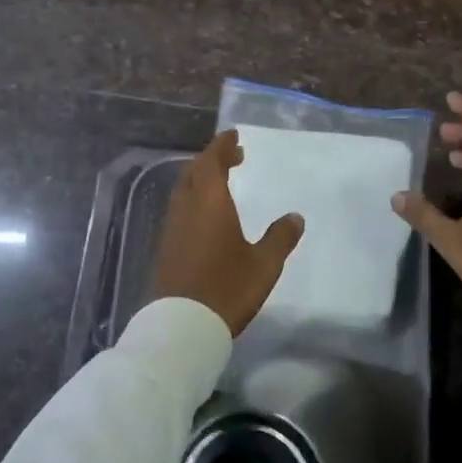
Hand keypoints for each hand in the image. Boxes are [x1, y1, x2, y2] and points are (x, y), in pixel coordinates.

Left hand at [151, 130, 304, 335]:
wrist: (182, 326)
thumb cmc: (227, 288)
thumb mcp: (264, 264)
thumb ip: (280, 237)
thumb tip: (295, 217)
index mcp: (210, 202)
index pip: (212, 161)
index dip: (222, 146)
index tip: (234, 135)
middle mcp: (187, 208)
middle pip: (194, 172)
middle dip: (211, 159)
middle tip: (232, 156)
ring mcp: (172, 228)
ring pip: (183, 190)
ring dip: (200, 179)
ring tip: (221, 182)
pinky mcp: (166, 247)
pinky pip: (179, 209)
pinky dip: (193, 199)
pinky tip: (206, 215)